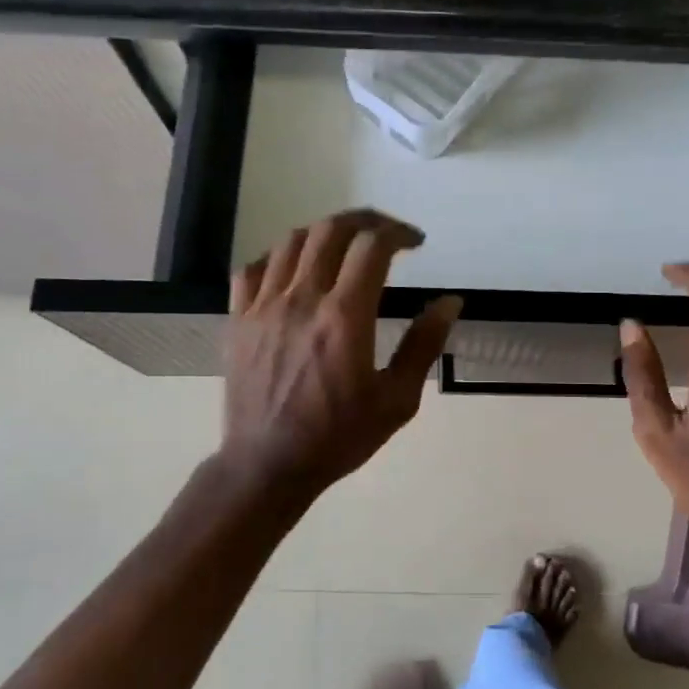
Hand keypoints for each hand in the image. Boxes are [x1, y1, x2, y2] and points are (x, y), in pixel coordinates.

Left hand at [219, 209, 461, 507]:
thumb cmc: (338, 437)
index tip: (416, 243)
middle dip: (366, 221)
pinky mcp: (238, 319)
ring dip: (326, 233)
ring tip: (345, 248)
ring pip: (293, 241)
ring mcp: (263, 306)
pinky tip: (296, 271)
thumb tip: (451, 302)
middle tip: (386, 235)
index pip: (372, 246)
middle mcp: (303, 299)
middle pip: (332, 230)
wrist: (267, 466)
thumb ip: (424, 345)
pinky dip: (281, 257)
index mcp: (345, 316)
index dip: (399, 233)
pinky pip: (254, 268)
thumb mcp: (397, 400)